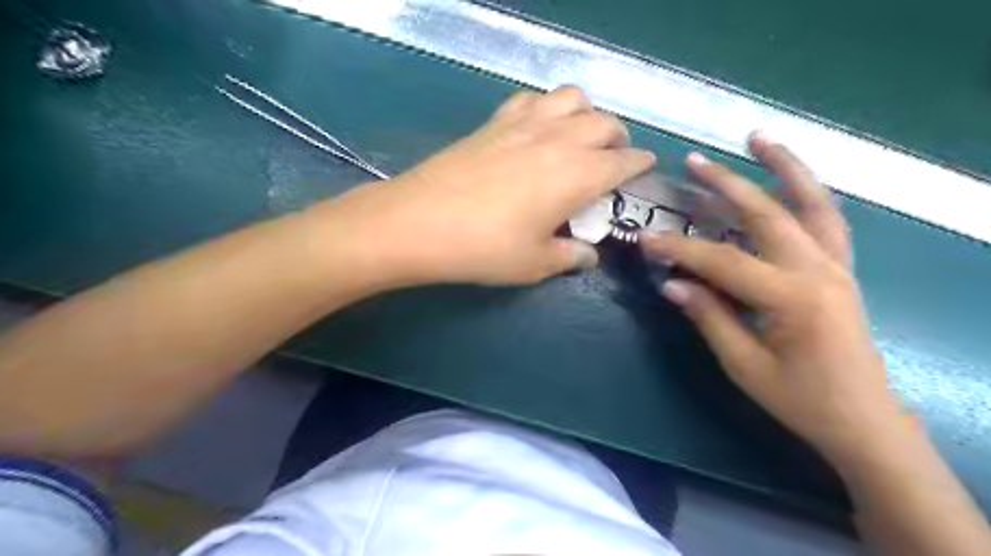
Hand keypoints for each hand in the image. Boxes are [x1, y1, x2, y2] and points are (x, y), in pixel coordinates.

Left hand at [317, 86, 655, 286]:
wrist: (419, 223)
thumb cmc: (484, 249)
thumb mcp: (535, 264)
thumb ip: (570, 256)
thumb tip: (587, 255)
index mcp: (578, 175)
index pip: (624, 161)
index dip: (639, 165)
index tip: (643, 169)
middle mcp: (559, 140)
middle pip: (605, 123)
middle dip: (618, 139)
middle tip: (611, 160)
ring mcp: (525, 124)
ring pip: (572, 97)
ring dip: (586, 114)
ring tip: (577, 138)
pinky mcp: (495, 121)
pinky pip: (532, 99)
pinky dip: (546, 107)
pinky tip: (536, 129)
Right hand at [643, 134, 903, 467]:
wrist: (862, 420)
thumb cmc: (800, 399)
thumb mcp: (744, 365)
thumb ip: (709, 317)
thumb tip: (672, 283)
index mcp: (793, 298)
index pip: (723, 261)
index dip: (680, 249)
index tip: (645, 239)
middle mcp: (820, 270)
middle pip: (768, 214)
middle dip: (726, 185)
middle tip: (694, 162)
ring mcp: (837, 266)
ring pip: (813, 203)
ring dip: (784, 167)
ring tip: (759, 138)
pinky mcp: (842, 269)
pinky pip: (827, 219)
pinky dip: (807, 192)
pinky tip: (789, 180)